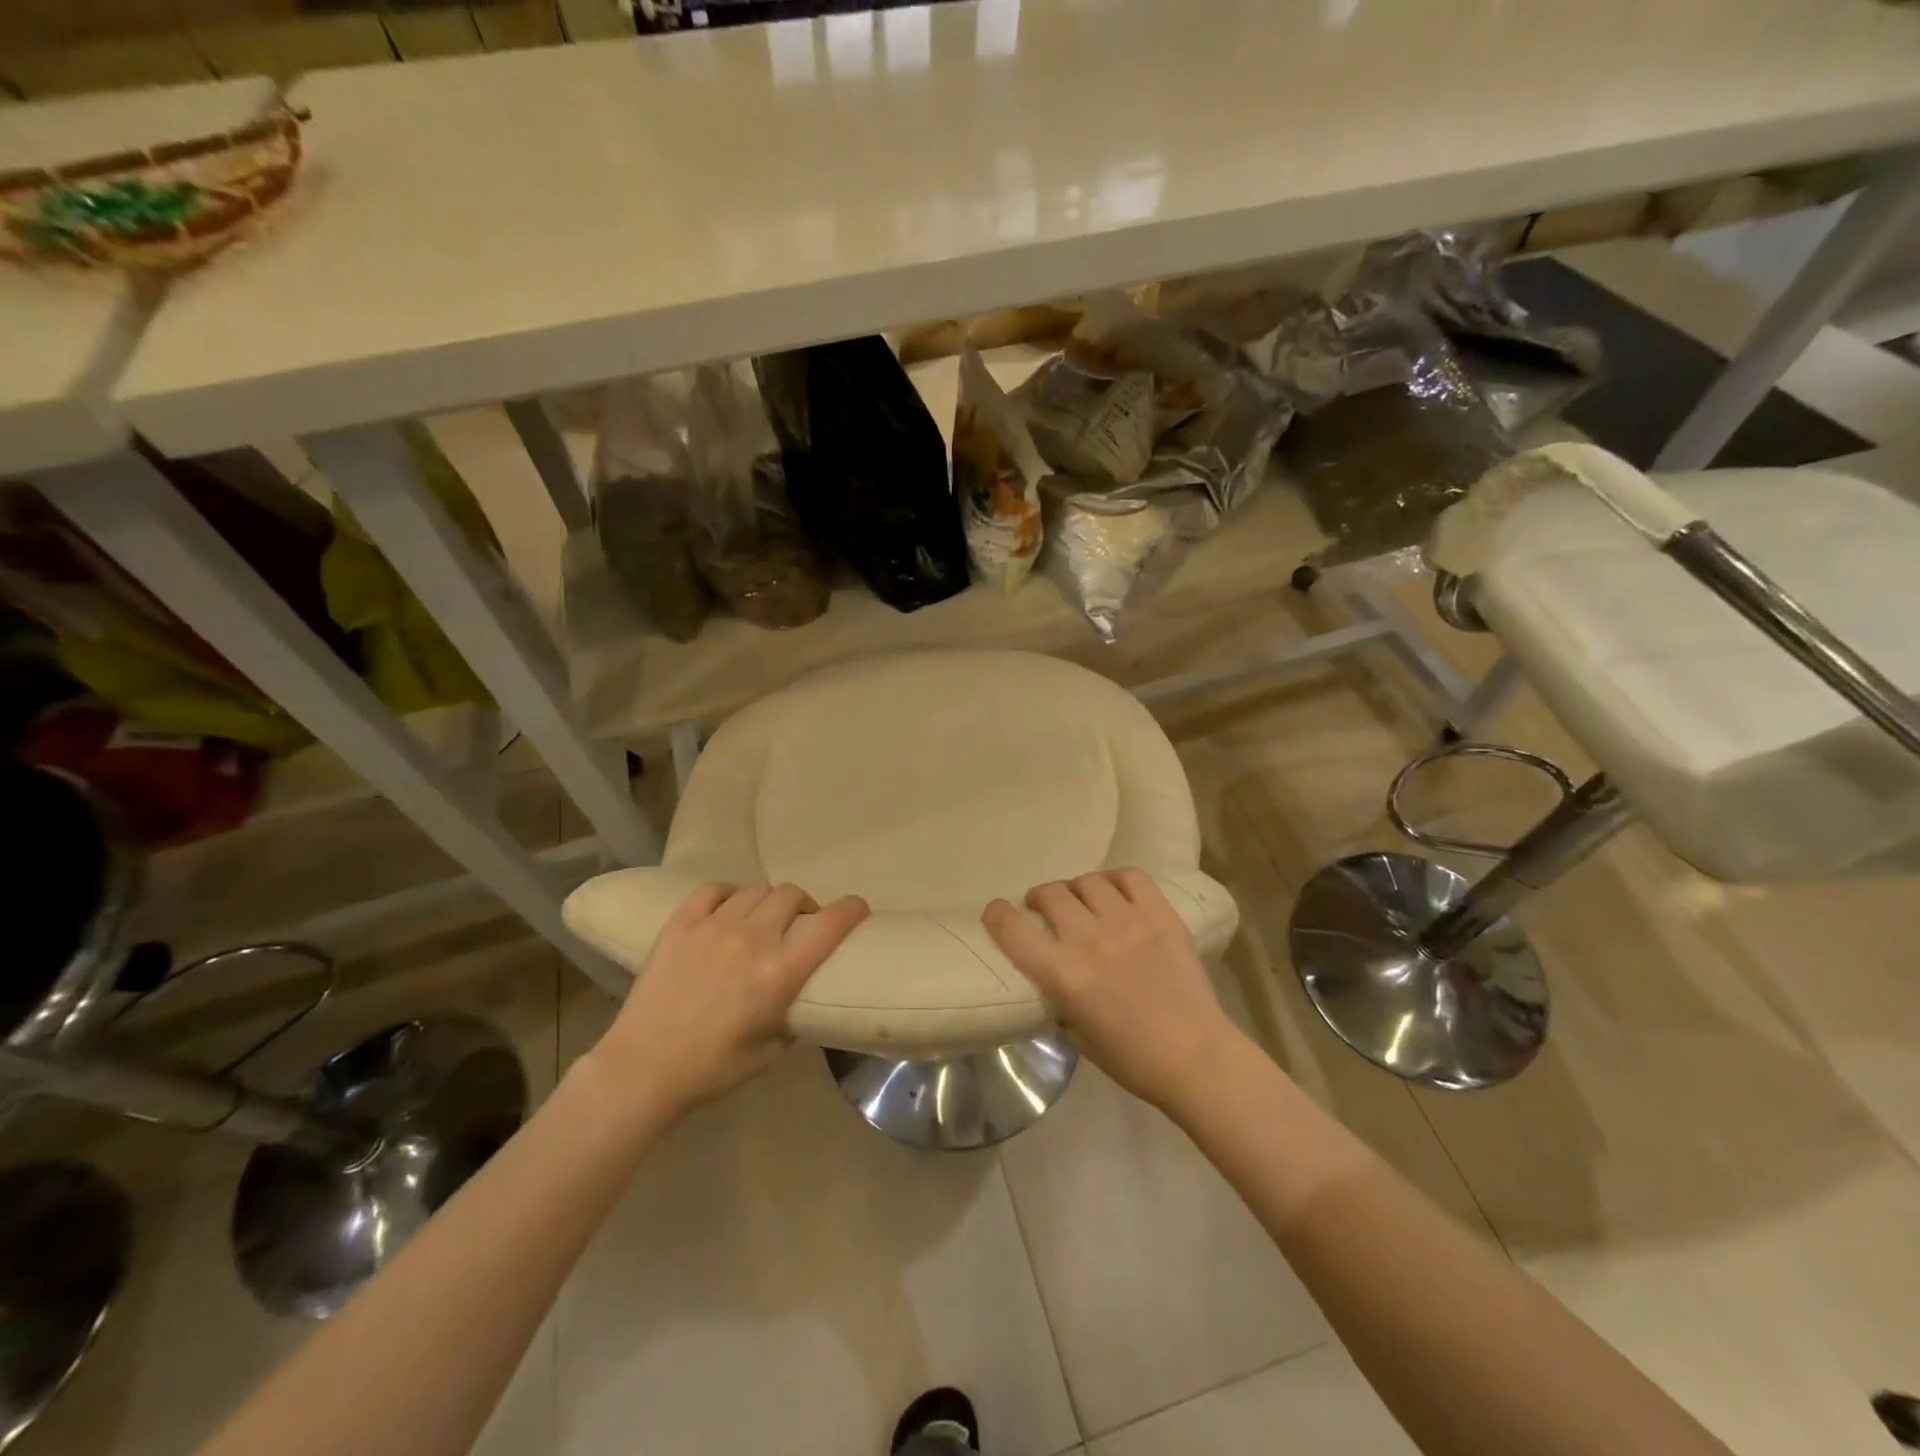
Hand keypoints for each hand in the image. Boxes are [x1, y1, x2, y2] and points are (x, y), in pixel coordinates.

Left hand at [587, 883, 868, 1119]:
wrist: (643, 1069)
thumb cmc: (712, 1069)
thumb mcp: (771, 1051)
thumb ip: (793, 1015)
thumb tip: (801, 996)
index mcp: (780, 973)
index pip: (830, 924)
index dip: (851, 910)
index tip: (857, 910)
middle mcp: (753, 939)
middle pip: (793, 896)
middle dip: (805, 907)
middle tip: (800, 926)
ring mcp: (714, 926)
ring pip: (757, 890)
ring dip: (769, 902)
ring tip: (763, 920)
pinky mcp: (681, 924)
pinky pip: (714, 889)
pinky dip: (729, 894)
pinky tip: (728, 910)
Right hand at [984, 869, 1242, 1109]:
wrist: (1196, 1057)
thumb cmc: (1132, 1059)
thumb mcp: (1077, 1034)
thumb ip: (1059, 995)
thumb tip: (1052, 973)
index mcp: (1063, 975)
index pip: (1012, 929)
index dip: (997, 914)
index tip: (996, 912)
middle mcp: (1089, 939)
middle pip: (1049, 894)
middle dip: (1039, 899)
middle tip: (1044, 909)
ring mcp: (1127, 921)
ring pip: (1086, 882)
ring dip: (1075, 890)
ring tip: (1082, 901)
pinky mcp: (1160, 914)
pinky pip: (1130, 877)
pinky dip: (1115, 879)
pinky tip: (1114, 892)